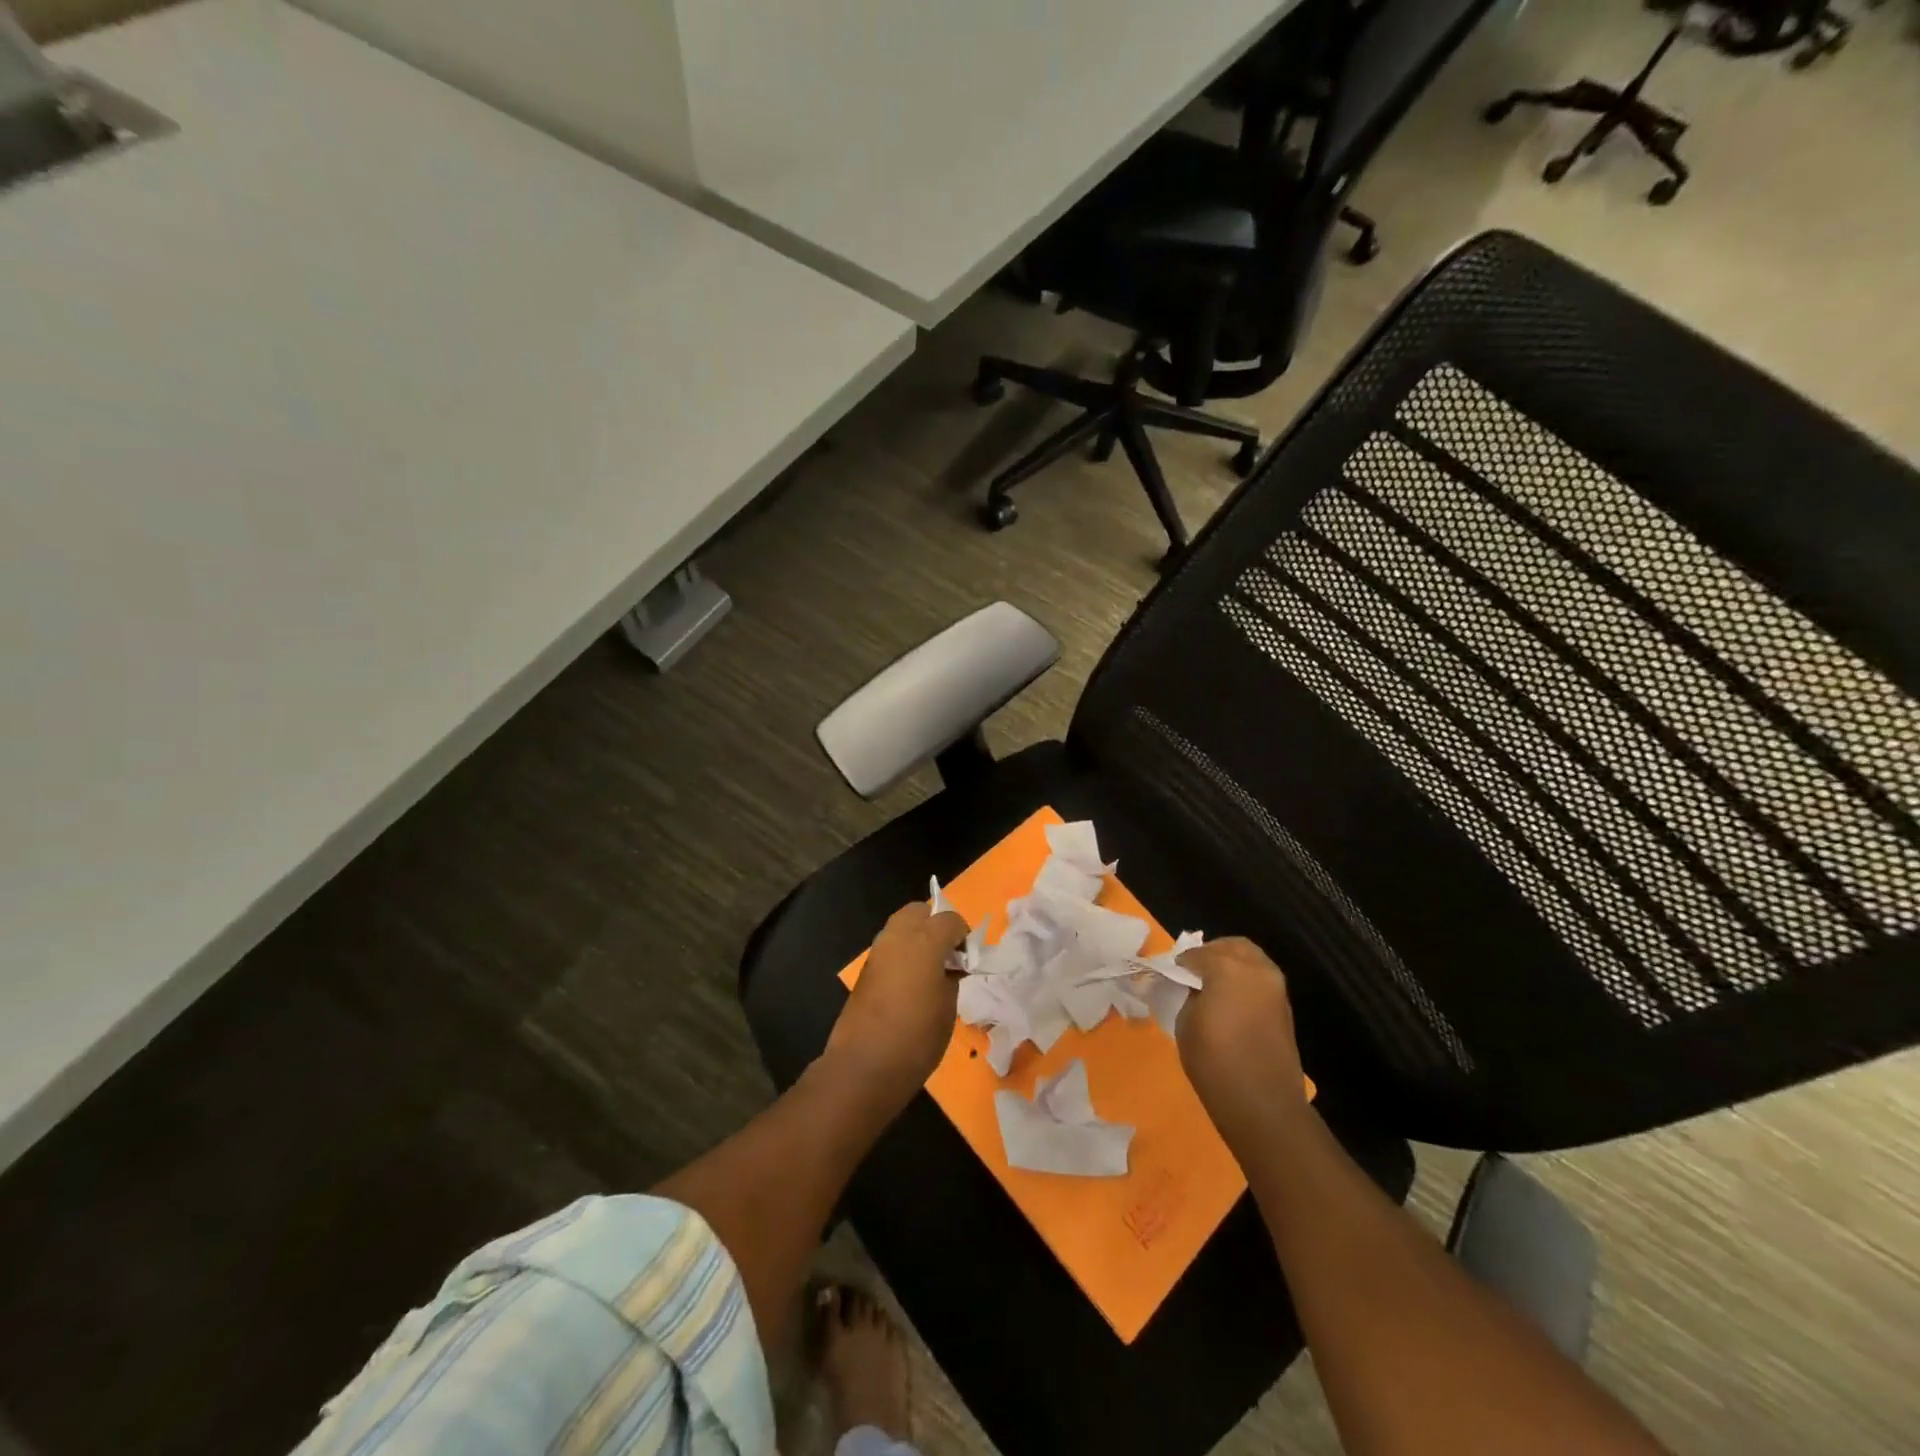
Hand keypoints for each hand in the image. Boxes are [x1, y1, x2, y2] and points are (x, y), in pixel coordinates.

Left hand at [825, 901, 967, 1103]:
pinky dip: (903, 952)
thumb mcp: (949, 1008)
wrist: (864, 1066)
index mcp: (925, 940)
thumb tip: (950, 969)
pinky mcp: (865, 968)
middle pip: (920, 911)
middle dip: (937, 925)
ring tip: (930, 969)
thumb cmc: (917, 1038)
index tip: (968, 961)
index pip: (951, 919)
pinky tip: (911, 982)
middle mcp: (898, 936)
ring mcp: (878, 950)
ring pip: (901, 925)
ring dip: (918, 936)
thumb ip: (952, 977)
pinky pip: (890, 945)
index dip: (963, 936)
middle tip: (948, 955)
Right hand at [1175, 937, 1307, 1143]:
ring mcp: (1276, 988)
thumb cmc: (1215, 1062)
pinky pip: (1261, 980)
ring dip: (1231, 965)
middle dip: (1211, 953)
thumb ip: (1189, 994)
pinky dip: (1244, 981)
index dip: (1180, 963)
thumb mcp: (1186, 1022)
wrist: (1263, 1105)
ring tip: (1211, 987)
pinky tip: (1229, 1002)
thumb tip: (1193, 987)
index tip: (1170, 975)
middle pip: (1232, 946)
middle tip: (1193, 972)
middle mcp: (1256, 969)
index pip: (1197, 953)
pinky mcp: (1285, 1008)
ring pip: (1251, 959)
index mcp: (1228, 967)